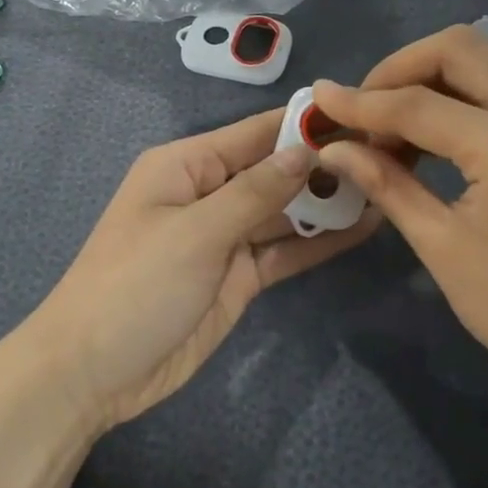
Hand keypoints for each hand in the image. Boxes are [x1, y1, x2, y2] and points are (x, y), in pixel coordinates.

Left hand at [28, 109, 380, 432]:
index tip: (361, 116)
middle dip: (324, 164)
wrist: (94, 372)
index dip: (303, 124)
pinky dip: (317, 241)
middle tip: (393, 154)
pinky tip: (363, 229)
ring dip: (327, 203)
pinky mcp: (238, 277)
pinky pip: (283, 250)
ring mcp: (225, 238)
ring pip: (284, 211)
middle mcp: (208, 194)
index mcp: (186, 167)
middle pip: (274, 171)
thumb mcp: (195, 232)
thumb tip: (304, 150)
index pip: (253, 134)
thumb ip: (254, 192)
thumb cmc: (135, 286)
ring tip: (390, 186)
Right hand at [309, 26, 487, 411]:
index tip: (318, 98)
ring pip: (482, 60)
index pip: (419, 104)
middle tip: (363, 110)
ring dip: (428, 80)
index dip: (361, 101)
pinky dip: (459, 96)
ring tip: (391, 128)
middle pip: (457, 49)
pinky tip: (432, 135)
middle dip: (398, 70)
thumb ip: (385, 182)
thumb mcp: (440, 245)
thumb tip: (332, 147)